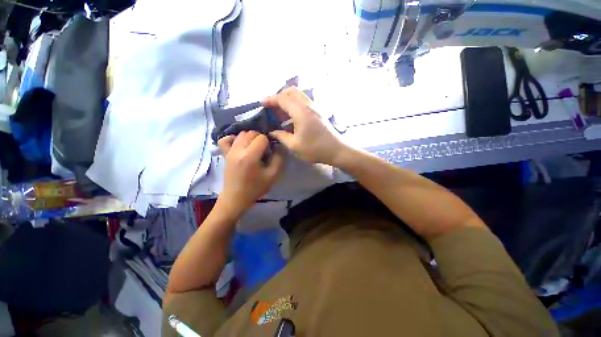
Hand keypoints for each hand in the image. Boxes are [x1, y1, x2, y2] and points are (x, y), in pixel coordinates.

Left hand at [217, 131, 283, 215]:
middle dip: (260, 139)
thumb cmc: (255, 188)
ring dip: (250, 138)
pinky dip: (233, 138)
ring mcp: (229, 151)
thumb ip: (278, 159)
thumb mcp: (272, 176)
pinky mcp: (225, 154)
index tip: (270, 152)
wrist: (236, 198)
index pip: (262, 138)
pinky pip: (225, 139)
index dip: (269, 143)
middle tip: (264, 150)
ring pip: (241, 134)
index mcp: (250, 156)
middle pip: (251, 133)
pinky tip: (240, 144)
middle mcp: (238, 150)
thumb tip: (278, 146)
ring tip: (254, 148)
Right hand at [264, 87, 347, 165]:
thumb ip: (281, 136)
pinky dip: (295, 105)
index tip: (262, 104)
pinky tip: (291, 118)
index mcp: (300, 112)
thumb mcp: (294, 145)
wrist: (337, 150)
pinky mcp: (318, 112)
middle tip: (271, 108)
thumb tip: (272, 132)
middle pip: (291, 92)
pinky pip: (304, 102)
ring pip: (298, 96)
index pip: (283, 98)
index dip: (271, 99)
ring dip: (287, 100)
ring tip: (280, 113)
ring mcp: (315, 107)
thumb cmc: (315, 149)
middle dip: (279, 97)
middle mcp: (308, 105)